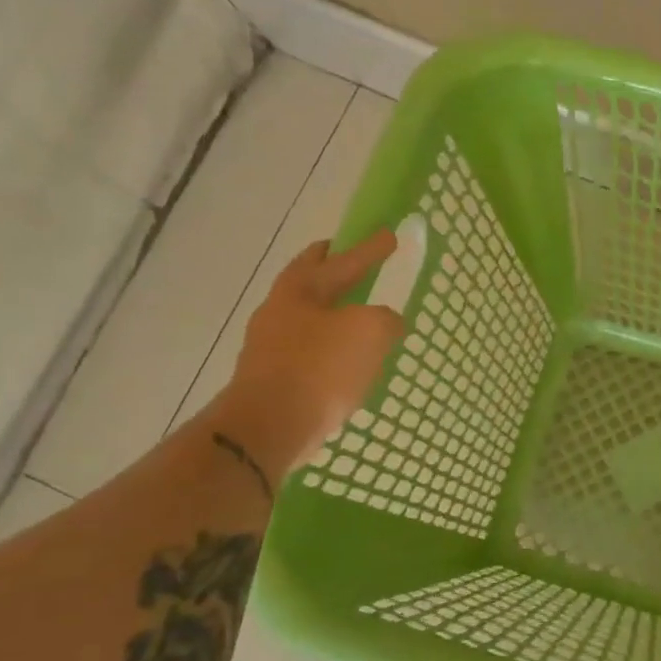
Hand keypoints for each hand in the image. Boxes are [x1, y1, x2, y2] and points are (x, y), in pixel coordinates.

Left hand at [215, 233, 405, 478]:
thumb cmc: (320, 367)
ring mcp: (272, 347)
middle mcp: (279, 312)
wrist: (271, 426)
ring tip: (362, 318)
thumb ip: (385, 319)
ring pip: (310, 319)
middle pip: (311, 282)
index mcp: (299, 290)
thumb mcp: (369, 331)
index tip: (389, 234)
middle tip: (357, 262)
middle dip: (334, 270)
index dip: (368, 247)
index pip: (340, 259)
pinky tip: (350, 364)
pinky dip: (331, 348)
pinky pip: (310, 353)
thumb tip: (388, 322)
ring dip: (334, 313)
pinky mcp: (275, 380)